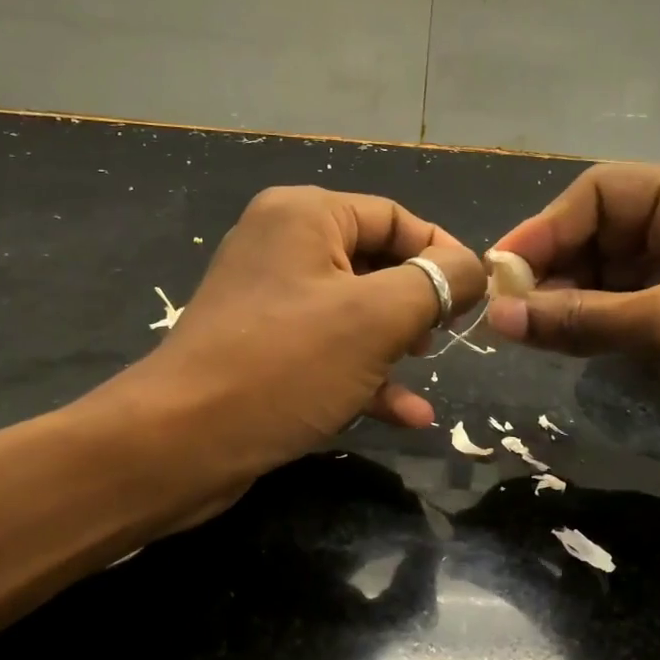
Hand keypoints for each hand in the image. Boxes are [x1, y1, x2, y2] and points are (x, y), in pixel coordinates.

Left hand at [114, 185, 484, 489]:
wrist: (181, 443)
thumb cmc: (286, 365)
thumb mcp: (377, 318)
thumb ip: (437, 282)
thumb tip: (473, 267)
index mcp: (304, 216)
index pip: (395, 217)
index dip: (443, 253)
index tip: (478, 295)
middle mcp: (283, 247)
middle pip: (375, 263)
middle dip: (419, 302)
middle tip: (448, 335)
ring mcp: (270, 302)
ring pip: (356, 313)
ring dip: (398, 345)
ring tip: (429, 370)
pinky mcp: (264, 351)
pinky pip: (330, 351)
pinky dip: (368, 376)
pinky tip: (408, 416)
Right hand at [487, 164, 659, 494]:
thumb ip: (581, 318)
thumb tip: (497, 316)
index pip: (602, 194)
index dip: (545, 229)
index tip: (499, 274)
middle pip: (600, 231)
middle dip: (552, 267)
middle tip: (505, 310)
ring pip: (607, 274)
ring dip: (565, 299)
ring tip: (522, 330)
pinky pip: (623, 310)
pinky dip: (589, 325)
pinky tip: (557, 342)